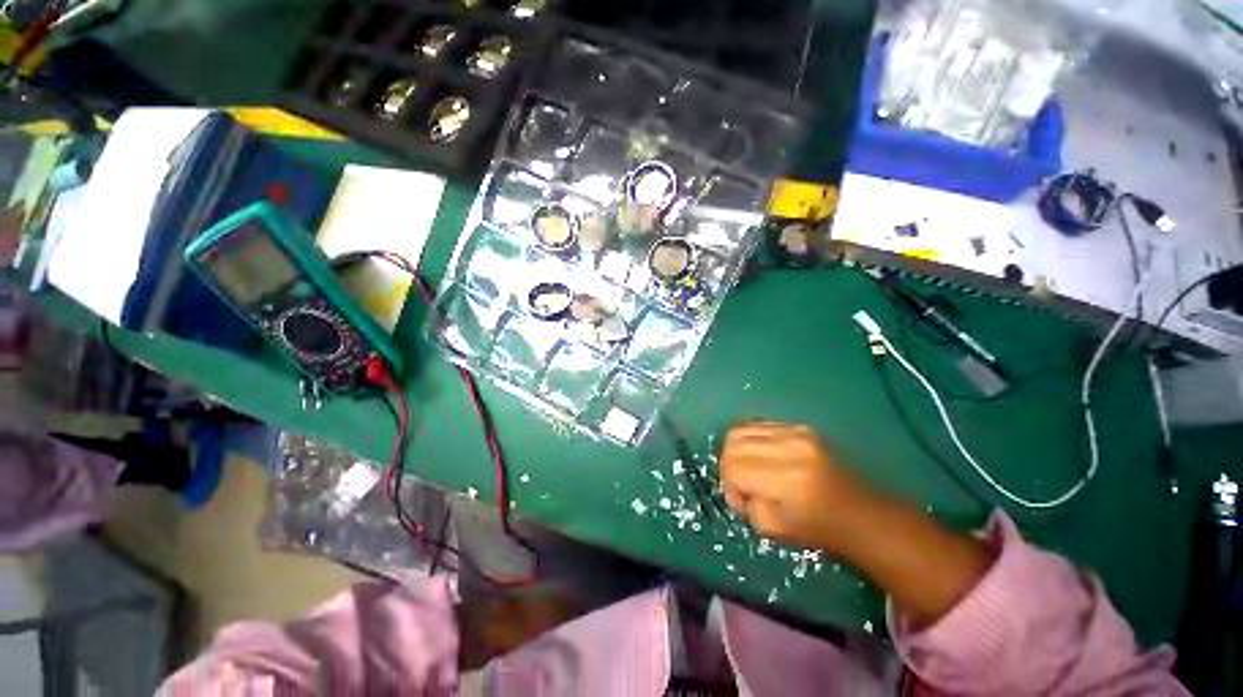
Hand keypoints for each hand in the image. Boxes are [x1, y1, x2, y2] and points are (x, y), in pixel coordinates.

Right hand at [720, 421, 873, 552]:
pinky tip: (761, 457)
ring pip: (741, 429)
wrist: (860, 513)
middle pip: (733, 442)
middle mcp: (791, 448)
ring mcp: (796, 432)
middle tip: (740, 483)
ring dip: (737, 451)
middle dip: (728, 464)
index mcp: (788, 480)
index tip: (741, 501)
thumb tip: (735, 485)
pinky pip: (758, 425)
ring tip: (749, 469)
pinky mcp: (800, 426)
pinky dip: (750, 441)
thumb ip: (745, 505)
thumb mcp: (774, 531)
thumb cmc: (819, 529)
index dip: (729, 485)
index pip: (734, 467)